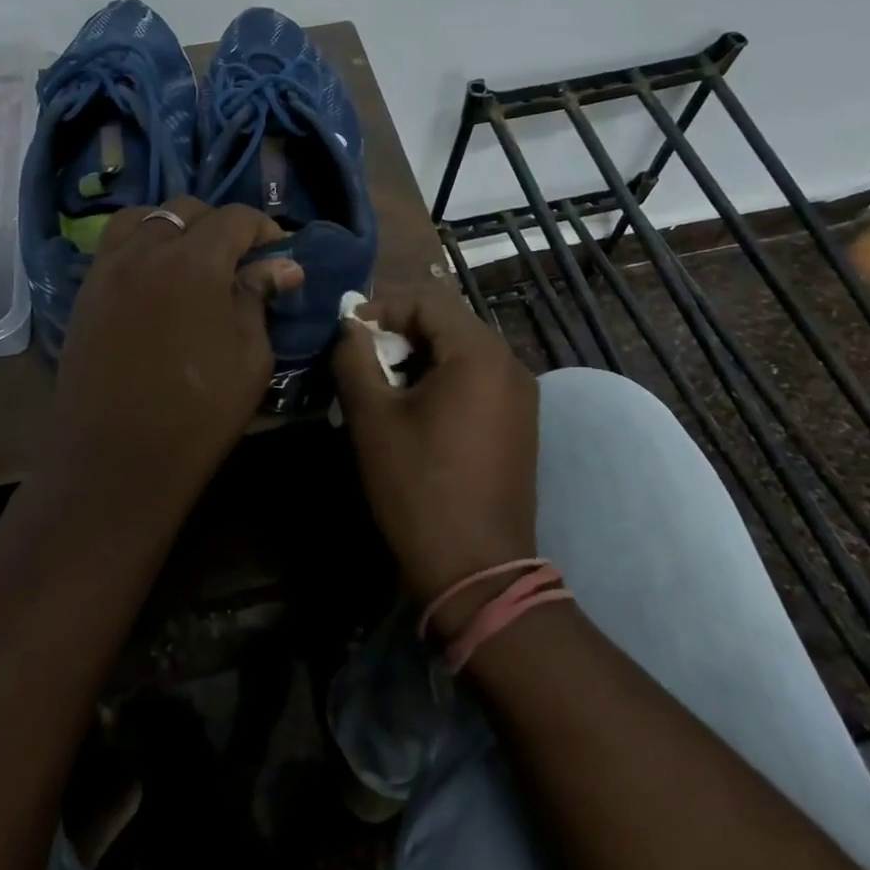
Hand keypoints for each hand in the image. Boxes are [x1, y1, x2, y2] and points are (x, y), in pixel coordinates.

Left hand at [46, 198, 302, 517]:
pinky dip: (139, 248)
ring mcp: (107, 269)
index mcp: (195, 262)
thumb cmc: (199, 412)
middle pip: (186, 211)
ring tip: (189, 260)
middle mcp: (146, 251)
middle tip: (237, 261)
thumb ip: (258, 298)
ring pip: (141, 219)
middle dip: (218, 226)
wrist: (117, 459)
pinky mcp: (85, 293)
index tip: (279, 254)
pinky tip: (155, 281)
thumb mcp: (250, 356)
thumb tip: (281, 266)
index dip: (264, 229)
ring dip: (172, 228)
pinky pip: (114, 248)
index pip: (235, 218)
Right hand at [332, 284, 538, 617]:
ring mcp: (521, 395)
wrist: (477, 568)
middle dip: (400, 334)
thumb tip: (349, 328)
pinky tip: (415, 410)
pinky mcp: (520, 422)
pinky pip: (477, 380)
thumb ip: (354, 359)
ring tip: (382, 386)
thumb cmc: (418, 486)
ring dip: (419, 358)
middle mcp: (510, 364)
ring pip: (462, 353)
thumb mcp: (372, 418)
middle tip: (362, 361)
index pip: (427, 301)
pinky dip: (443, 380)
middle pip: (448, 323)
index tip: (348, 335)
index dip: (382, 309)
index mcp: (479, 354)